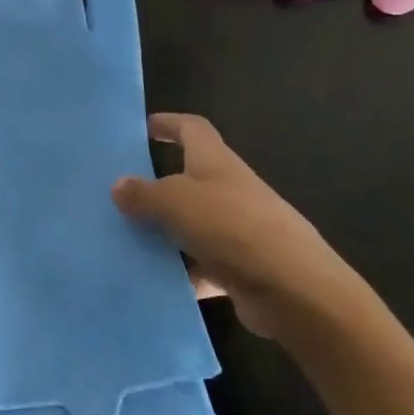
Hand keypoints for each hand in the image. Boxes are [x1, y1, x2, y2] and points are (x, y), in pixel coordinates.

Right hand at [111, 113, 362, 339]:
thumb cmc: (231, 227)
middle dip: (159, 184)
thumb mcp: (175, 202)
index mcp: (216, 162)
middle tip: (121, 192)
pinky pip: (204, 264)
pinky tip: (155, 280)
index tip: (144, 127)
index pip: (193, 128)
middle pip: (191, 177)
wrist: (295, 290)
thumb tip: (119, 185)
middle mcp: (230, 189)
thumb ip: (144, 194)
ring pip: (194, 223)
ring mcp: (240, 229)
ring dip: (166, 231)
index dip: (170, 123)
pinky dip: (183, 271)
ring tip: (126, 238)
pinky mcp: (244, 267)